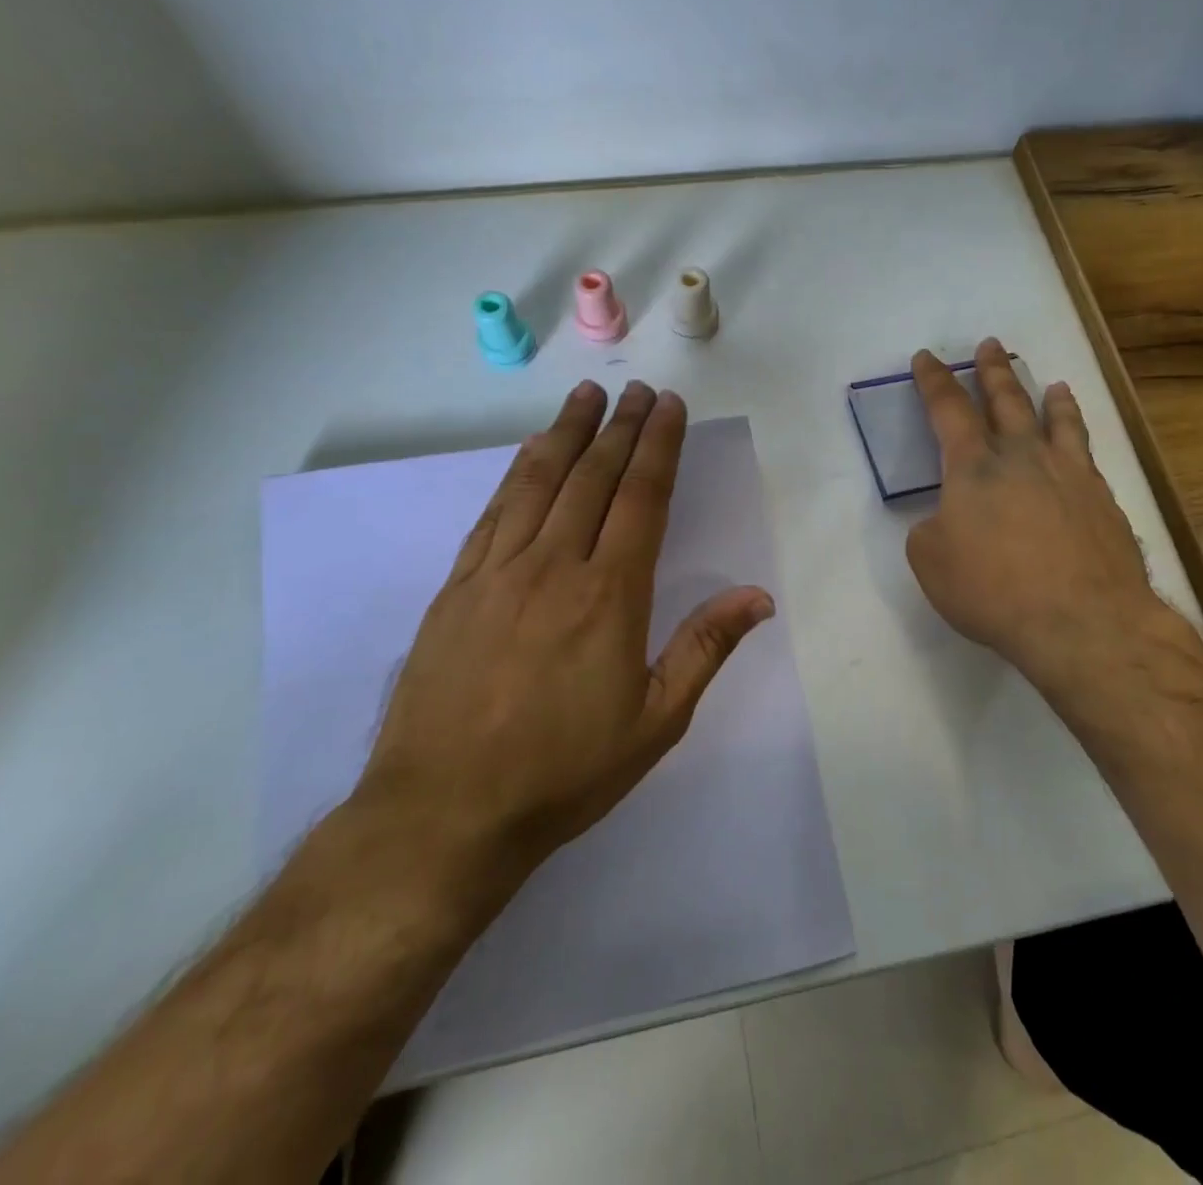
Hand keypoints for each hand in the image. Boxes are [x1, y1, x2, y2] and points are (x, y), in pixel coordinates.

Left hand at [356, 380, 773, 904]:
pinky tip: (529, 454)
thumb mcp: (655, 722)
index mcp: (609, 595)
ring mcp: (497, 572)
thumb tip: (757, 596)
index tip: (669, 407)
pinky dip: (517, 474)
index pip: (641, 499)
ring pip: (539, 482)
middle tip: (637, 390)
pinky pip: (493, 513)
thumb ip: (705, 648)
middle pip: (593, 478)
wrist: (445, 813)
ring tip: (587, 397)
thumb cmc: (563, 772)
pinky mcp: (456, 588)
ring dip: (567, 433)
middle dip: (620, 428)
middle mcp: (554, 567)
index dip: (658, 447)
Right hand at [906, 341, 1202, 732]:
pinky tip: (1080, 442)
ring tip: (1053, 384)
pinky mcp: (1102, 499)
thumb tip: (948, 519)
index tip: (926, 357)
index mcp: (973, 466)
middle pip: (1006, 401)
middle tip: (990, 345)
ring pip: (1057, 421)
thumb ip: (931, 530)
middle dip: (992, 372)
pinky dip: (1079, 437)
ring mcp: (1069, 474)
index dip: (934, 381)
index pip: (947, 409)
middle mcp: (1023, 456)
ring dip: (1048, 398)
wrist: (1081, 620)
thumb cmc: (992, 590)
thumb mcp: (931, 562)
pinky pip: (1087, 453)